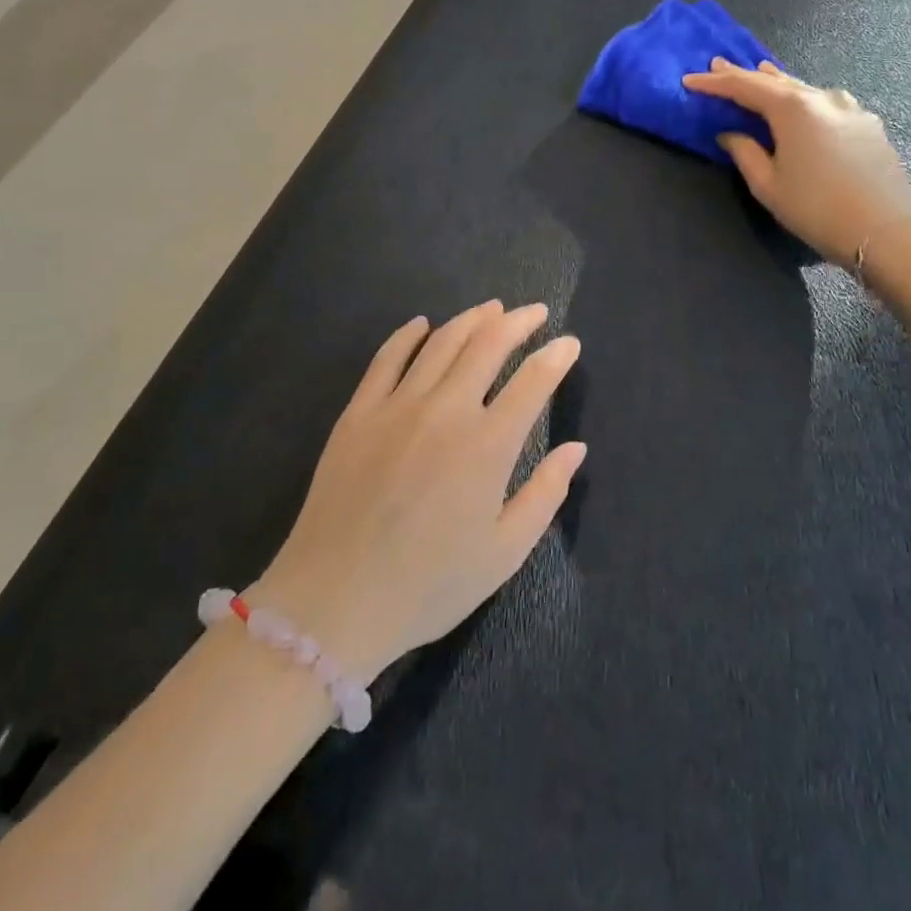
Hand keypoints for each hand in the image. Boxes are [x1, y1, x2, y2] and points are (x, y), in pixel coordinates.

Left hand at [251, 302, 585, 684]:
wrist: (334, 601)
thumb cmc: (428, 585)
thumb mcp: (503, 553)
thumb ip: (545, 494)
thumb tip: (576, 448)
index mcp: (487, 446)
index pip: (533, 382)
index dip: (556, 357)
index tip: (569, 343)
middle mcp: (446, 411)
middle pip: (488, 345)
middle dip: (517, 322)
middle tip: (534, 312)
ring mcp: (397, 406)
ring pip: (442, 342)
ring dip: (471, 319)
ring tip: (491, 309)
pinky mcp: (359, 412)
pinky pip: (387, 358)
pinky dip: (408, 335)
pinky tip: (422, 324)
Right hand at [683, 58, 910, 262]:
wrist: (884, 230)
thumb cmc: (816, 208)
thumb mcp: (768, 185)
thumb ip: (745, 152)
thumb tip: (730, 133)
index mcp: (793, 108)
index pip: (745, 87)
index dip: (715, 83)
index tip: (690, 79)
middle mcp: (822, 98)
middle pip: (776, 81)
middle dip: (745, 74)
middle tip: (719, 65)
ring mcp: (850, 108)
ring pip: (805, 89)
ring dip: (779, 83)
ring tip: (761, 74)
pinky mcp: (868, 124)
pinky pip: (828, 103)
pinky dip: (806, 100)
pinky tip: (804, 105)